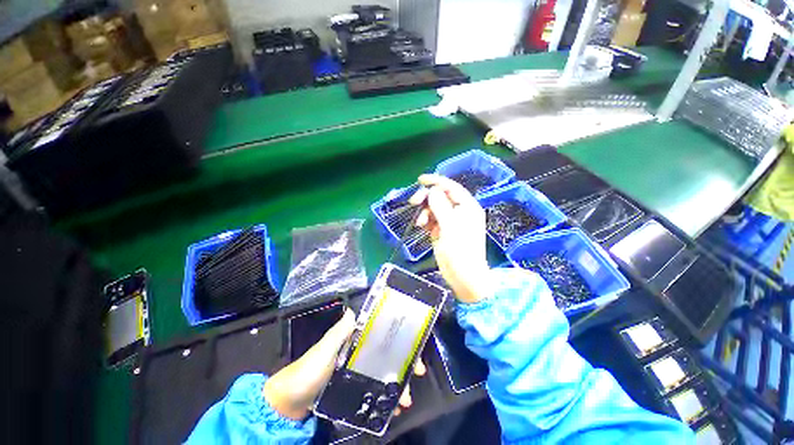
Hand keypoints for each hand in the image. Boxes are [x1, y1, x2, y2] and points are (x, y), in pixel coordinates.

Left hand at [263, 309, 425, 419]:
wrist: (289, 404)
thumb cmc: (307, 372)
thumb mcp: (324, 350)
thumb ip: (339, 333)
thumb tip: (352, 310)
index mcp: (354, 341)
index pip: (382, 335)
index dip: (399, 339)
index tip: (414, 348)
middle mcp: (359, 354)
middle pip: (387, 355)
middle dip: (404, 363)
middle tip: (416, 374)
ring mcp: (358, 373)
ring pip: (384, 374)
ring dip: (397, 384)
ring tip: (405, 399)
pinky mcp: (354, 390)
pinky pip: (375, 391)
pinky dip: (386, 397)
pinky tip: (394, 406)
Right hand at [410, 174, 490, 303]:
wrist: (463, 276)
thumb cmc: (461, 251)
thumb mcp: (451, 226)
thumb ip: (441, 206)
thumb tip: (433, 190)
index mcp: (467, 206)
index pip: (451, 187)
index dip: (436, 181)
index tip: (420, 180)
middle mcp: (459, 211)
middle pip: (440, 196)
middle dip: (427, 198)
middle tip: (414, 202)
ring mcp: (449, 221)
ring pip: (433, 208)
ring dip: (424, 212)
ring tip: (420, 223)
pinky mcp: (442, 230)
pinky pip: (431, 219)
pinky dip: (425, 220)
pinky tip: (421, 226)